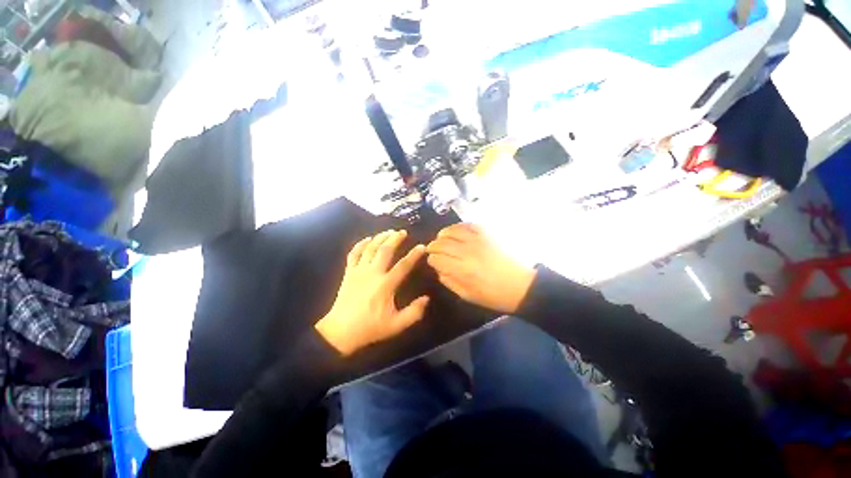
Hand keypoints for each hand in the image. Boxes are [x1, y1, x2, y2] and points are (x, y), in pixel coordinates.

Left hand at [315, 230, 428, 355]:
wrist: (340, 332)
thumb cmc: (370, 328)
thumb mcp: (396, 325)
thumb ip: (414, 312)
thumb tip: (426, 298)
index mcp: (386, 285)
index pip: (404, 265)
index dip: (414, 254)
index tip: (422, 246)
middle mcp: (373, 273)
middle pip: (385, 250)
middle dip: (395, 238)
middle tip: (403, 232)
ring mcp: (358, 271)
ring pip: (370, 248)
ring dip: (380, 237)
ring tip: (389, 231)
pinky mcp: (348, 272)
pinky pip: (354, 253)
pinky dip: (360, 244)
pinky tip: (367, 239)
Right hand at [426, 224, 534, 313]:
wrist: (522, 285)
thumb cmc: (494, 295)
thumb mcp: (468, 295)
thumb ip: (450, 282)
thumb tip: (438, 270)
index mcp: (462, 270)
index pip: (437, 259)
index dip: (431, 260)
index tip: (432, 261)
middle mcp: (467, 252)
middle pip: (441, 243)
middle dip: (433, 246)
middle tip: (432, 249)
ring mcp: (478, 240)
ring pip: (452, 231)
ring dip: (443, 234)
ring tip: (441, 238)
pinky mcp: (487, 233)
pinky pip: (467, 224)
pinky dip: (458, 226)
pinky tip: (455, 231)